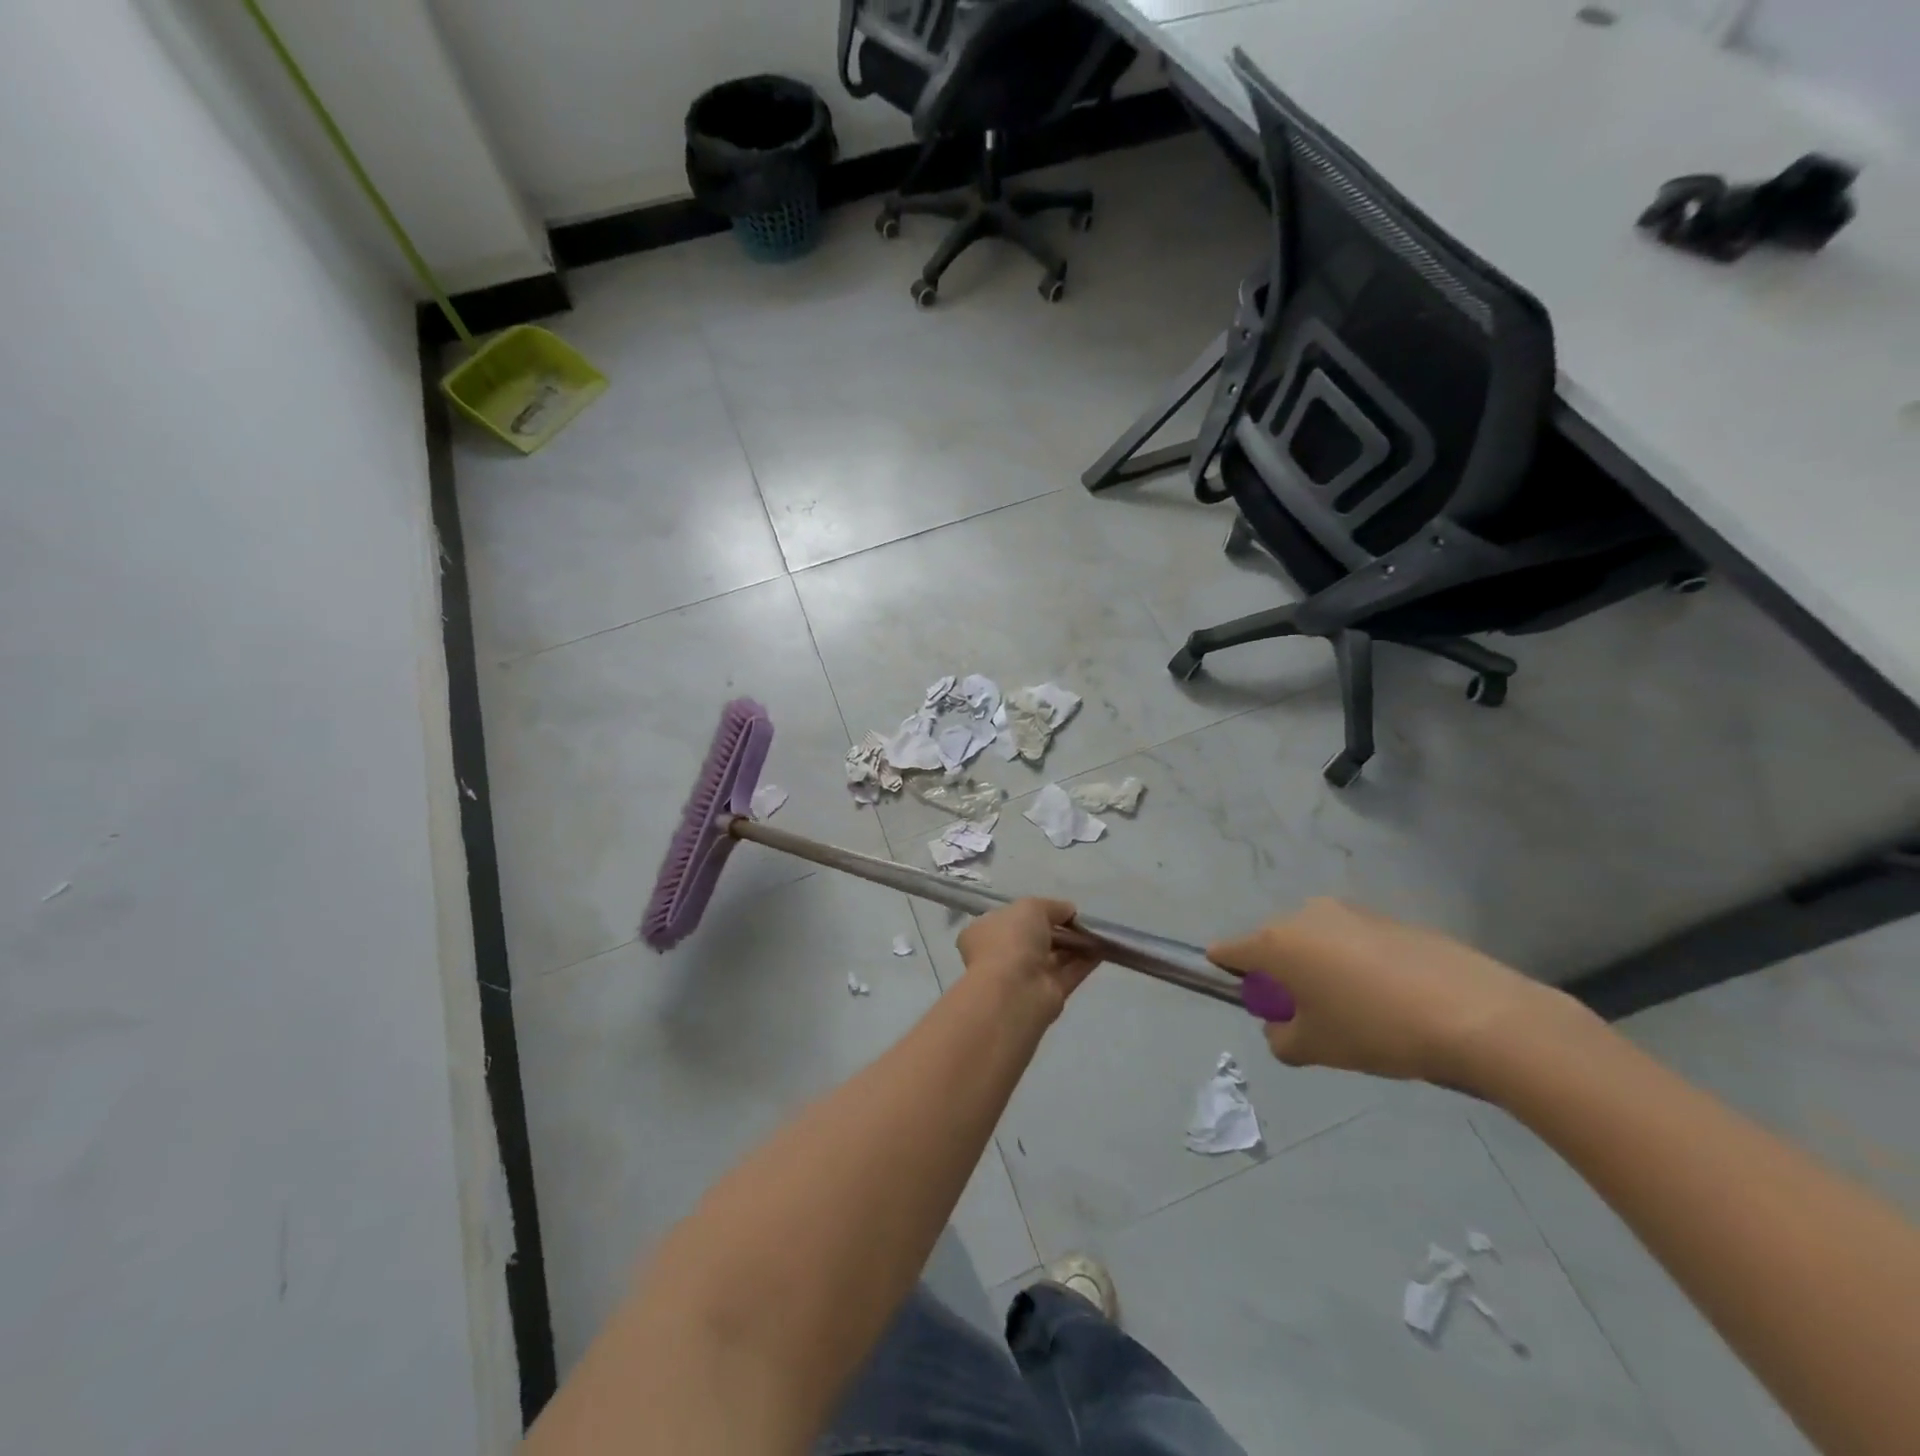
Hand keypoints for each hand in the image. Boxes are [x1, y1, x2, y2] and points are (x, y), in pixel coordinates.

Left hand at [957, 899, 1100, 1018]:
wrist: (1014, 990)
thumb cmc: (1011, 940)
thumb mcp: (1031, 907)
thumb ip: (1052, 907)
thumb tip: (1069, 911)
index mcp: (987, 931)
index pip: (1012, 919)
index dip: (1035, 912)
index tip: (1059, 909)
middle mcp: (1004, 953)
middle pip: (1036, 938)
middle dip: (1060, 929)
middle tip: (1084, 921)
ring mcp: (1026, 976)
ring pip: (1055, 956)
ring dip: (1076, 944)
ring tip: (1099, 932)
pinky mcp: (1049, 994)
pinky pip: (1070, 973)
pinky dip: (1086, 961)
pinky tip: (1104, 949)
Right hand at [1209, 899, 1591, 1088]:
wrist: (1477, 1015)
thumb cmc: (1376, 1031)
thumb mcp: (1315, 1049)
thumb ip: (1280, 1038)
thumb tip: (1283, 1025)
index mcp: (1277, 941)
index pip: (1229, 951)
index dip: (1228, 975)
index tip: (1250, 1002)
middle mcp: (1306, 915)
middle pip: (1275, 945)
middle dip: (1282, 977)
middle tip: (1311, 1018)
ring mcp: (1351, 912)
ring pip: (1317, 943)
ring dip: (1321, 970)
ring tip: (1359, 1012)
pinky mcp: (1390, 919)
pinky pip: (1354, 942)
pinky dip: (1357, 966)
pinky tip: (1392, 1000)